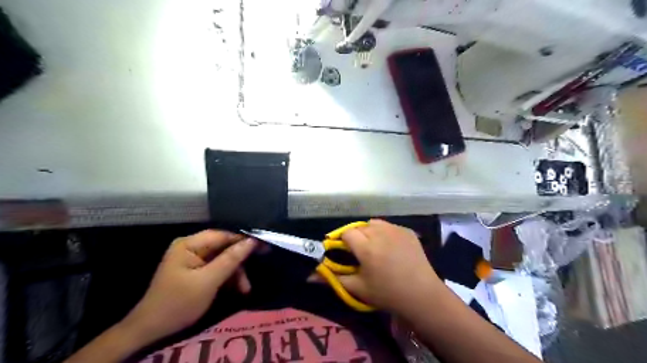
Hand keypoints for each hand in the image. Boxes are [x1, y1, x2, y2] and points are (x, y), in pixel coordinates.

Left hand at [120, 231, 254, 344]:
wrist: (151, 330)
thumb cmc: (179, 303)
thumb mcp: (208, 281)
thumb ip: (231, 259)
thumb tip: (252, 241)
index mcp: (190, 244)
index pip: (223, 235)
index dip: (244, 240)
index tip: (263, 246)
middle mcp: (191, 247)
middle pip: (224, 247)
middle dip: (239, 261)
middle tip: (258, 267)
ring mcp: (193, 259)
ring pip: (223, 259)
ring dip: (235, 273)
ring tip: (245, 289)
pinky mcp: (195, 270)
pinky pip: (217, 268)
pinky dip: (227, 278)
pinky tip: (237, 289)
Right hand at [334, 218, 445, 314]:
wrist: (422, 294)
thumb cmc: (387, 293)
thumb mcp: (358, 288)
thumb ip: (333, 278)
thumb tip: (310, 275)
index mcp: (366, 247)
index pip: (347, 233)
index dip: (344, 241)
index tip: (346, 252)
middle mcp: (379, 233)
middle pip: (359, 227)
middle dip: (356, 237)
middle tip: (361, 252)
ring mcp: (395, 230)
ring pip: (374, 224)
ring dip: (370, 232)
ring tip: (375, 247)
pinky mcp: (407, 231)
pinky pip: (389, 226)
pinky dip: (385, 233)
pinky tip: (391, 247)